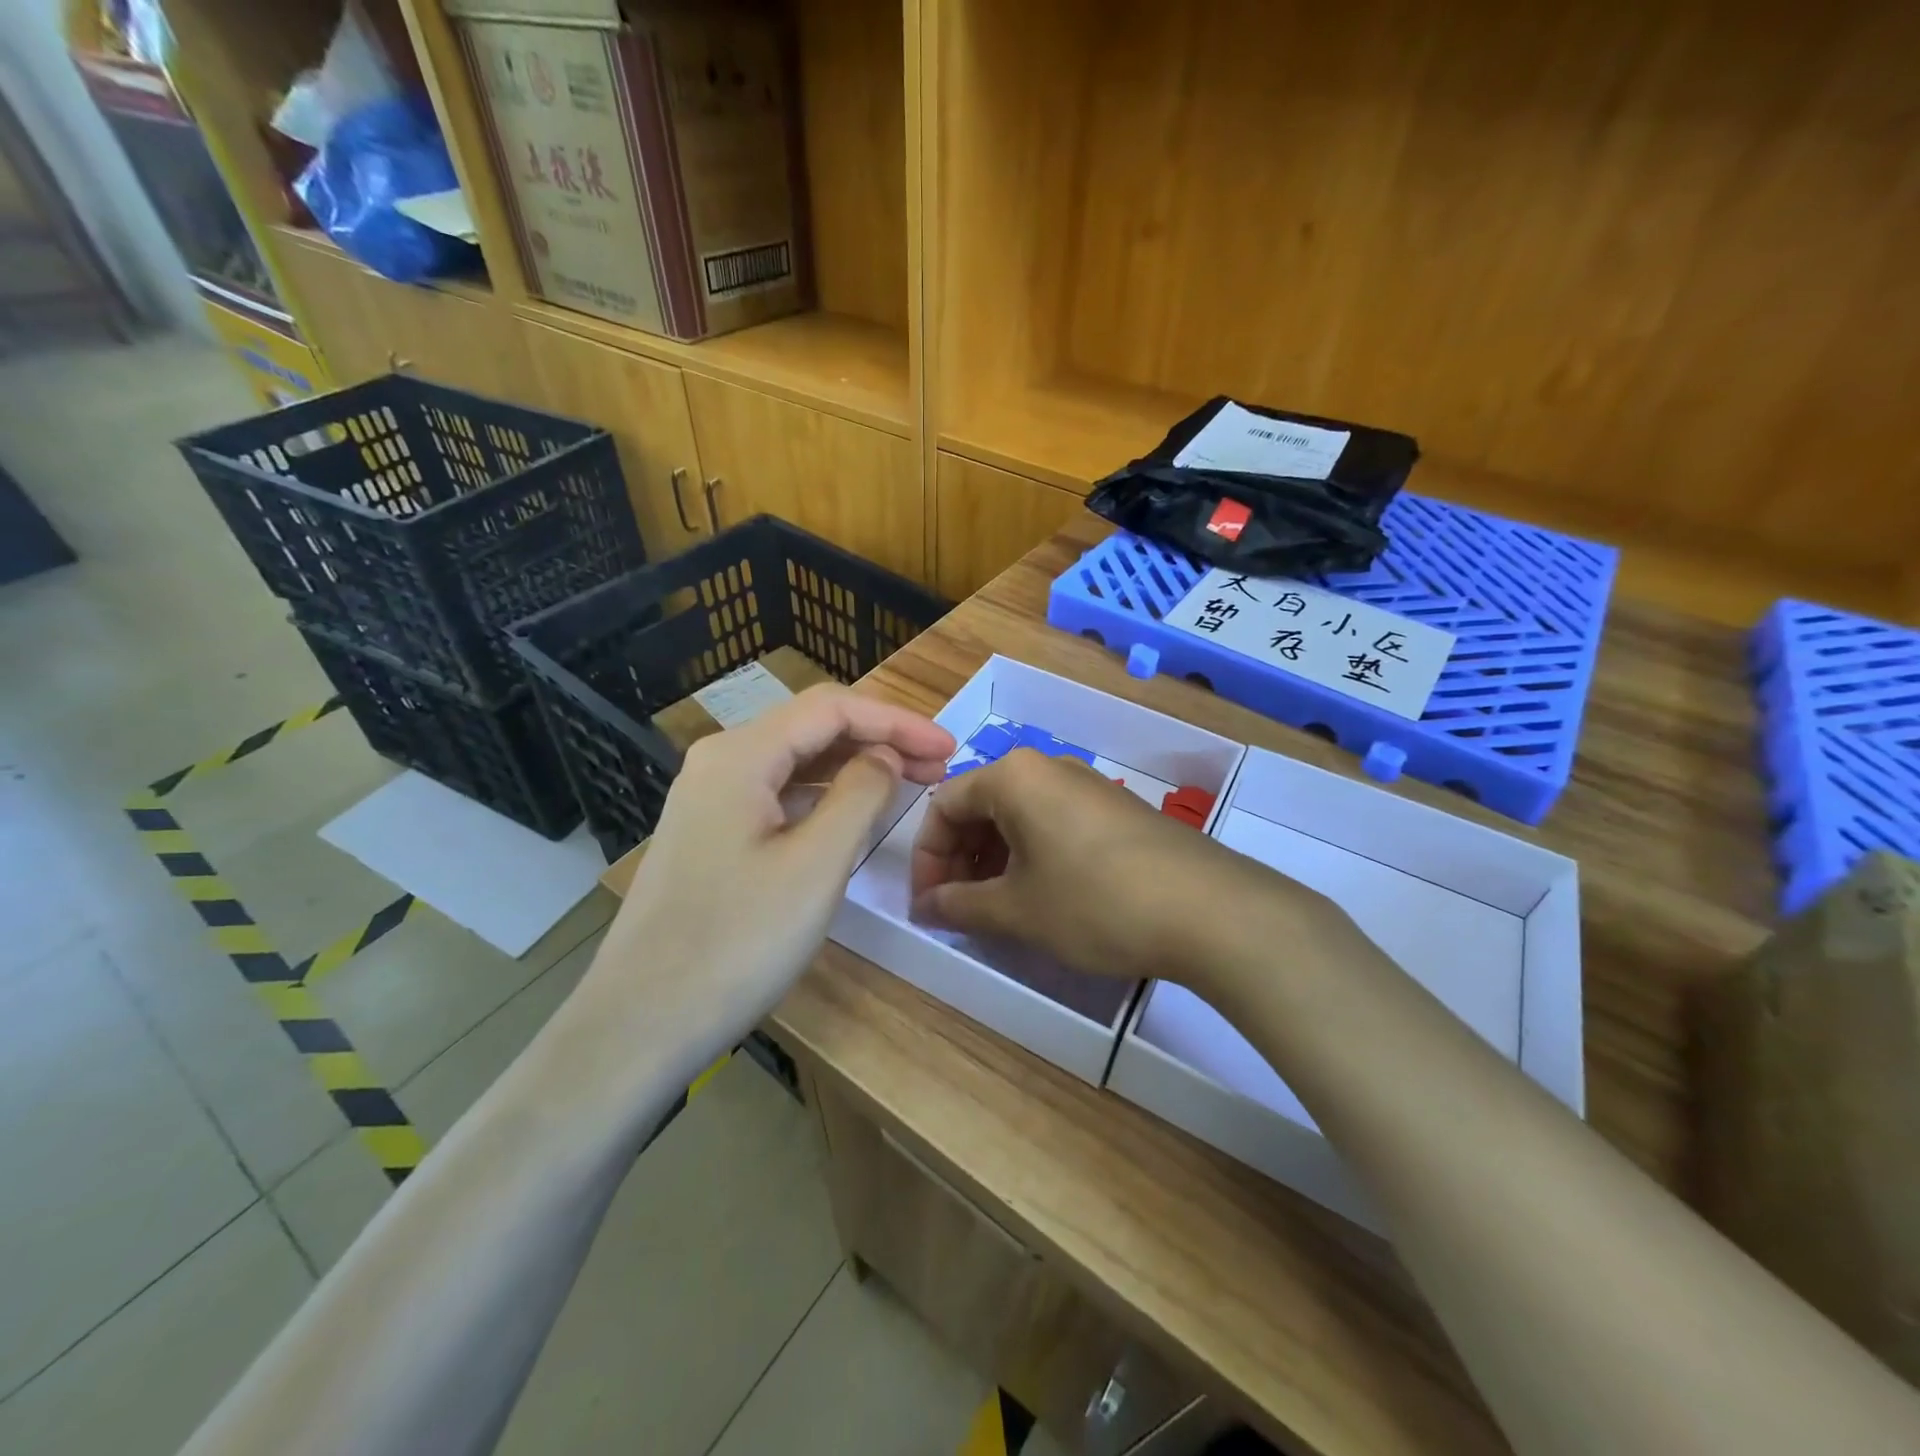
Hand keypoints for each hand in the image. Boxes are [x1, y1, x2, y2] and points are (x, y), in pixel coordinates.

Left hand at [573, 684, 954, 1058]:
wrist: (642, 1022)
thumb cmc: (737, 942)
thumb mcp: (816, 865)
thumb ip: (861, 795)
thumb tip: (884, 756)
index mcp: (741, 755)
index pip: (832, 709)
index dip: (897, 721)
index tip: (949, 746)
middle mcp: (720, 762)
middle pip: (813, 728)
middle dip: (880, 739)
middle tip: (938, 765)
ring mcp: (710, 799)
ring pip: (796, 762)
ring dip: (854, 766)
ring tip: (909, 783)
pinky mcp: (711, 833)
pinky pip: (778, 795)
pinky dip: (824, 796)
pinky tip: (853, 815)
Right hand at [909, 748, 1315, 989]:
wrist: (1210, 911)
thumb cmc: (1095, 902)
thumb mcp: (1017, 910)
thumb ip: (960, 906)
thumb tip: (925, 908)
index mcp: (1013, 776)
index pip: (944, 806)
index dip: (926, 859)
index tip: (929, 906)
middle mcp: (1048, 768)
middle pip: (980, 807)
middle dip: (959, 860)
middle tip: (958, 910)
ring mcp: (1087, 786)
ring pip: (1018, 817)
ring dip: (994, 862)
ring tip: (996, 910)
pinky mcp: (1116, 811)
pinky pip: (1053, 825)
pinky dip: (1031, 858)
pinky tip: (1042, 899)